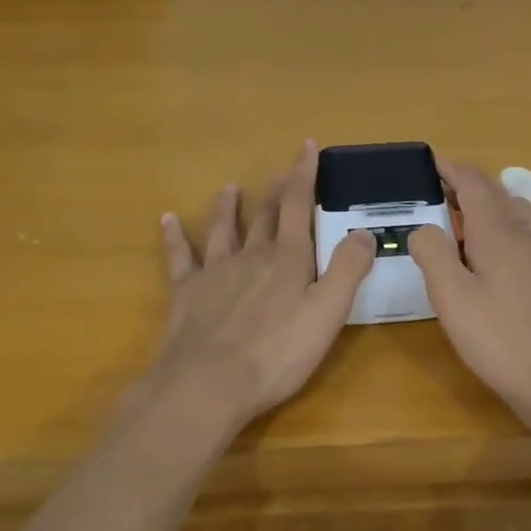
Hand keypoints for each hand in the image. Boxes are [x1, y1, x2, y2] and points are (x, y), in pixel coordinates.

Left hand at [151, 144, 375, 435]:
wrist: (208, 385)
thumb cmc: (276, 353)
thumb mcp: (327, 313)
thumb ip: (348, 269)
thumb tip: (365, 231)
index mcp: (288, 260)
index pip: (298, 206)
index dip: (304, 174)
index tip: (307, 146)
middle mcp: (252, 256)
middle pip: (264, 215)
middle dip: (275, 191)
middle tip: (279, 171)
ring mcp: (216, 272)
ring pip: (224, 229)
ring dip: (228, 207)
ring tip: (230, 187)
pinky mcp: (187, 293)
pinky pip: (179, 257)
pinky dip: (174, 236)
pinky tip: (166, 219)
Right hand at [409, 158, 530, 419]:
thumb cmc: (501, 341)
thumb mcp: (452, 300)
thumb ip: (433, 255)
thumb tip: (426, 227)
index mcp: (500, 235)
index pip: (475, 185)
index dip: (453, 170)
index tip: (434, 163)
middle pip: (501, 195)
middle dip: (472, 188)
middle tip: (445, 196)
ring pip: (523, 216)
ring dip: (496, 211)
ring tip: (472, 230)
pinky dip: (514, 236)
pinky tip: (507, 267)